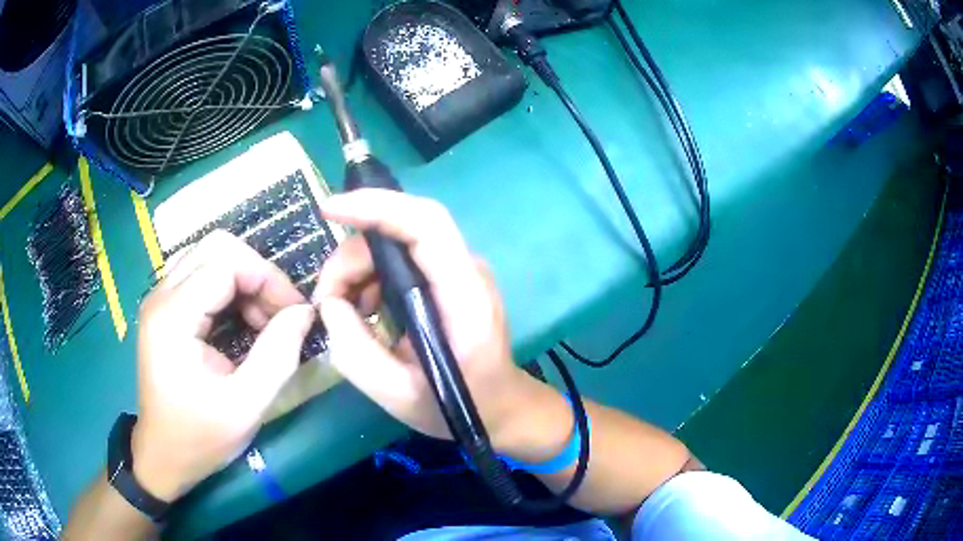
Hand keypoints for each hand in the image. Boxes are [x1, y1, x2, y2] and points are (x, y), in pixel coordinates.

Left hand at [132, 231, 315, 501]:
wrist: (163, 456)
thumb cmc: (200, 438)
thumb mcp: (246, 406)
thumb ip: (278, 355)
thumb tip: (304, 313)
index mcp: (173, 316)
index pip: (225, 261)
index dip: (268, 278)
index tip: (295, 313)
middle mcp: (160, 296)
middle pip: (216, 247)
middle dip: (257, 273)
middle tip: (280, 314)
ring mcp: (159, 299)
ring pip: (209, 256)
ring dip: (244, 280)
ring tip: (264, 321)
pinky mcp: (164, 308)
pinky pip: (202, 275)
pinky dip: (230, 289)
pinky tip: (242, 322)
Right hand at [315, 190, 566, 457]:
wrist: (501, 406)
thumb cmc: (460, 406)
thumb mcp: (398, 395)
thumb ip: (355, 352)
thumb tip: (329, 305)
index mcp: (464, 296)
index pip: (426, 224)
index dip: (377, 206)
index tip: (328, 210)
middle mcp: (465, 270)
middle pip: (400, 232)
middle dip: (352, 259)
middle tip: (326, 300)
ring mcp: (458, 271)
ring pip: (394, 246)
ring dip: (357, 271)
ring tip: (343, 313)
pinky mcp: (446, 278)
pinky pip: (399, 263)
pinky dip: (371, 280)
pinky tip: (364, 313)